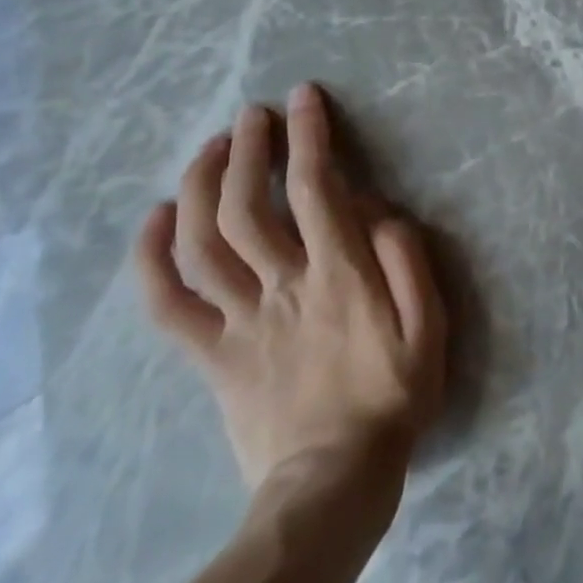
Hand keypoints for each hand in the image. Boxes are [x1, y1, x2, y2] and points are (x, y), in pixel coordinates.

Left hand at [134, 83, 446, 500]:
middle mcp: (283, 286)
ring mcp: (240, 321)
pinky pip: (169, 305)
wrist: (332, 484)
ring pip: (203, 244)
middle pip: (247, 206)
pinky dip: (153, 259)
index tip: (302, 98)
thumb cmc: (391, 397)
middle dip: (245, 149)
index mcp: (338, 275)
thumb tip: (382, 211)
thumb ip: (408, 263)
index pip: (315, 188)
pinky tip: (154, 218)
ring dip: (200, 186)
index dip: (306, 136)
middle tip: (251, 114)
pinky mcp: (212, 354)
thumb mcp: (429, 328)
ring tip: (210, 147)